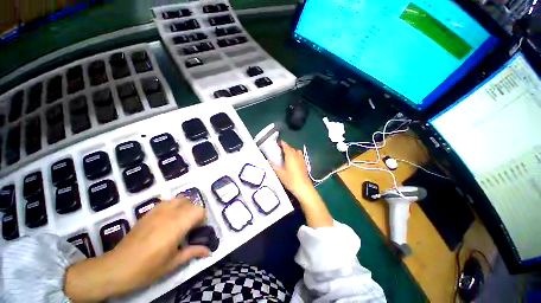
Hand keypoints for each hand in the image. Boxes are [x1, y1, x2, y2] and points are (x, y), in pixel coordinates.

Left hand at [65, 198, 209, 300]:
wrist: (117, 267)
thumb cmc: (147, 268)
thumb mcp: (173, 263)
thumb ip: (193, 252)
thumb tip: (209, 251)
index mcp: (177, 226)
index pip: (199, 211)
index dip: (202, 218)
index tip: (199, 229)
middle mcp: (170, 214)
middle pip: (191, 204)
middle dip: (195, 213)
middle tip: (190, 227)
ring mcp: (158, 211)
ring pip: (179, 199)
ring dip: (185, 207)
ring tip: (181, 220)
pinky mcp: (148, 213)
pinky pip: (166, 202)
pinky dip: (172, 206)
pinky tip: (168, 218)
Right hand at [270, 141, 312, 196]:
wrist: (304, 188)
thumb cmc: (291, 180)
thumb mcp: (280, 174)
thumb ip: (274, 166)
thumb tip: (268, 161)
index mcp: (290, 156)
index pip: (286, 147)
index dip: (283, 143)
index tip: (279, 142)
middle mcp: (297, 156)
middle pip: (292, 148)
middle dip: (286, 147)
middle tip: (280, 150)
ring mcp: (302, 160)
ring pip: (297, 151)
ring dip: (292, 151)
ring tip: (287, 155)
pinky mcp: (305, 164)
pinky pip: (300, 156)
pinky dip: (296, 155)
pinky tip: (293, 161)